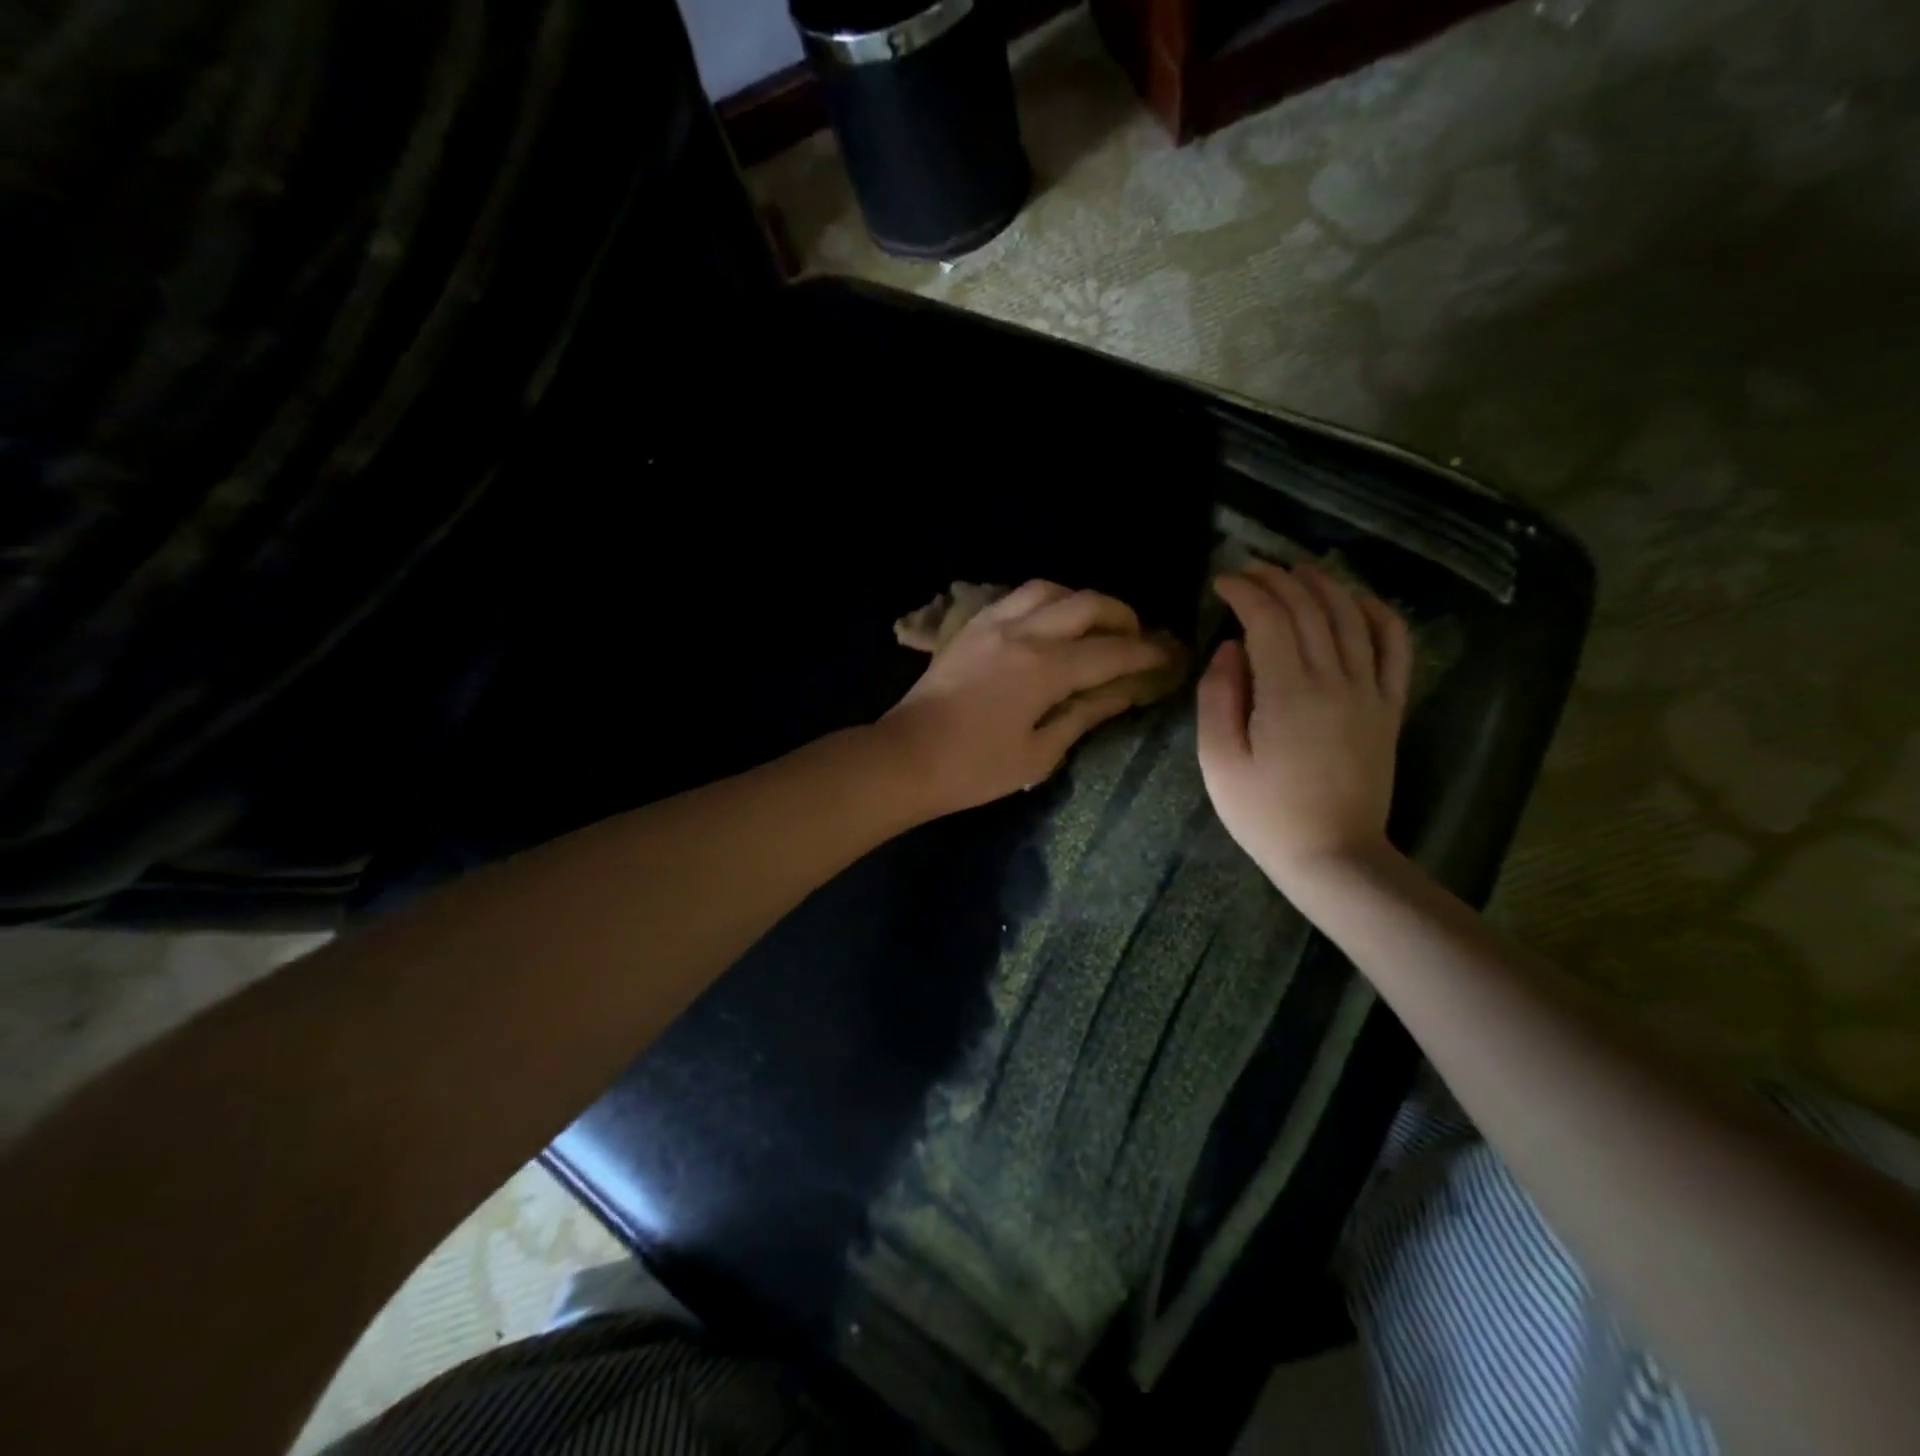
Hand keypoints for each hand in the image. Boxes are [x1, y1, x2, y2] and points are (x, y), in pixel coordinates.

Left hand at [881, 580, 1178, 814]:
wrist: (905, 758)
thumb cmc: (974, 768)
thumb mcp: (1039, 753)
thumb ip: (1084, 715)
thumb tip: (1123, 693)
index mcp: (1046, 668)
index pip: (1112, 651)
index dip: (1146, 653)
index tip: (1170, 656)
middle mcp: (1024, 632)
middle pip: (1087, 603)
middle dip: (1122, 616)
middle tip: (1136, 638)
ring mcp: (992, 624)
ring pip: (1049, 589)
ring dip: (1081, 601)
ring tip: (1092, 626)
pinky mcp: (970, 627)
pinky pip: (1016, 598)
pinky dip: (1045, 603)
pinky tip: (1048, 625)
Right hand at [1196, 561, 1412, 892]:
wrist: (1333, 855)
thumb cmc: (1265, 814)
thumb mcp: (1219, 762)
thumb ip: (1218, 698)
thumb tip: (1229, 648)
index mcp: (1287, 692)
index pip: (1268, 617)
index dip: (1244, 589)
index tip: (1221, 581)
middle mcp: (1335, 679)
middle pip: (1309, 607)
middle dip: (1276, 578)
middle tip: (1249, 569)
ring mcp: (1370, 690)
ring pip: (1352, 614)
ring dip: (1322, 583)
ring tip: (1294, 570)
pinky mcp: (1390, 706)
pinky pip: (1394, 644)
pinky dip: (1377, 612)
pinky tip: (1356, 600)